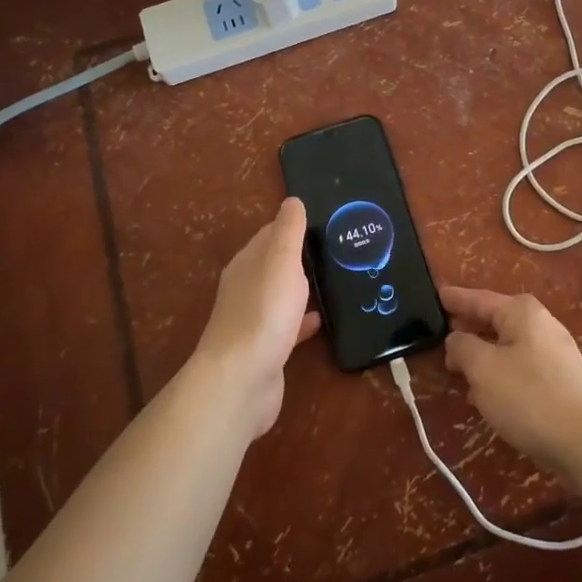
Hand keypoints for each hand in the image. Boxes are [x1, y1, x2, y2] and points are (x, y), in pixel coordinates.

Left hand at [195, 198, 321, 438]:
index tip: (326, 220)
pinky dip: (304, 320)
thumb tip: (292, 200)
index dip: (294, 224)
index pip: (270, 234)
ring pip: (283, 295)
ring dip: (304, 287)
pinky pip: (289, 326)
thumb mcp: (281, 262)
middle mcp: (246, 288)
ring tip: (339, 279)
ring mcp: (255, 320)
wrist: (241, 381)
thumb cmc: (264, 312)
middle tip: (340, 249)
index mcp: (247, 263)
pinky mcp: (266, 348)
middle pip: (276, 264)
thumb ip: (288, 231)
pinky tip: (324, 320)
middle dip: (302, 256)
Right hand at [441, 286, 581, 478]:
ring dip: (483, 355)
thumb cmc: (529, 397)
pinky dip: (500, 373)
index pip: (480, 298)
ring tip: (457, 368)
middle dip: (469, 328)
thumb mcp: (483, 369)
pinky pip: (520, 367)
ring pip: (507, 346)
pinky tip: (486, 393)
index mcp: (521, 312)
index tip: (437, 295)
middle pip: (495, 320)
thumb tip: (457, 339)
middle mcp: (540, 324)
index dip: (456, 299)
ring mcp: (555, 352)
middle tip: (441, 335)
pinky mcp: (561, 380)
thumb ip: (463, 347)